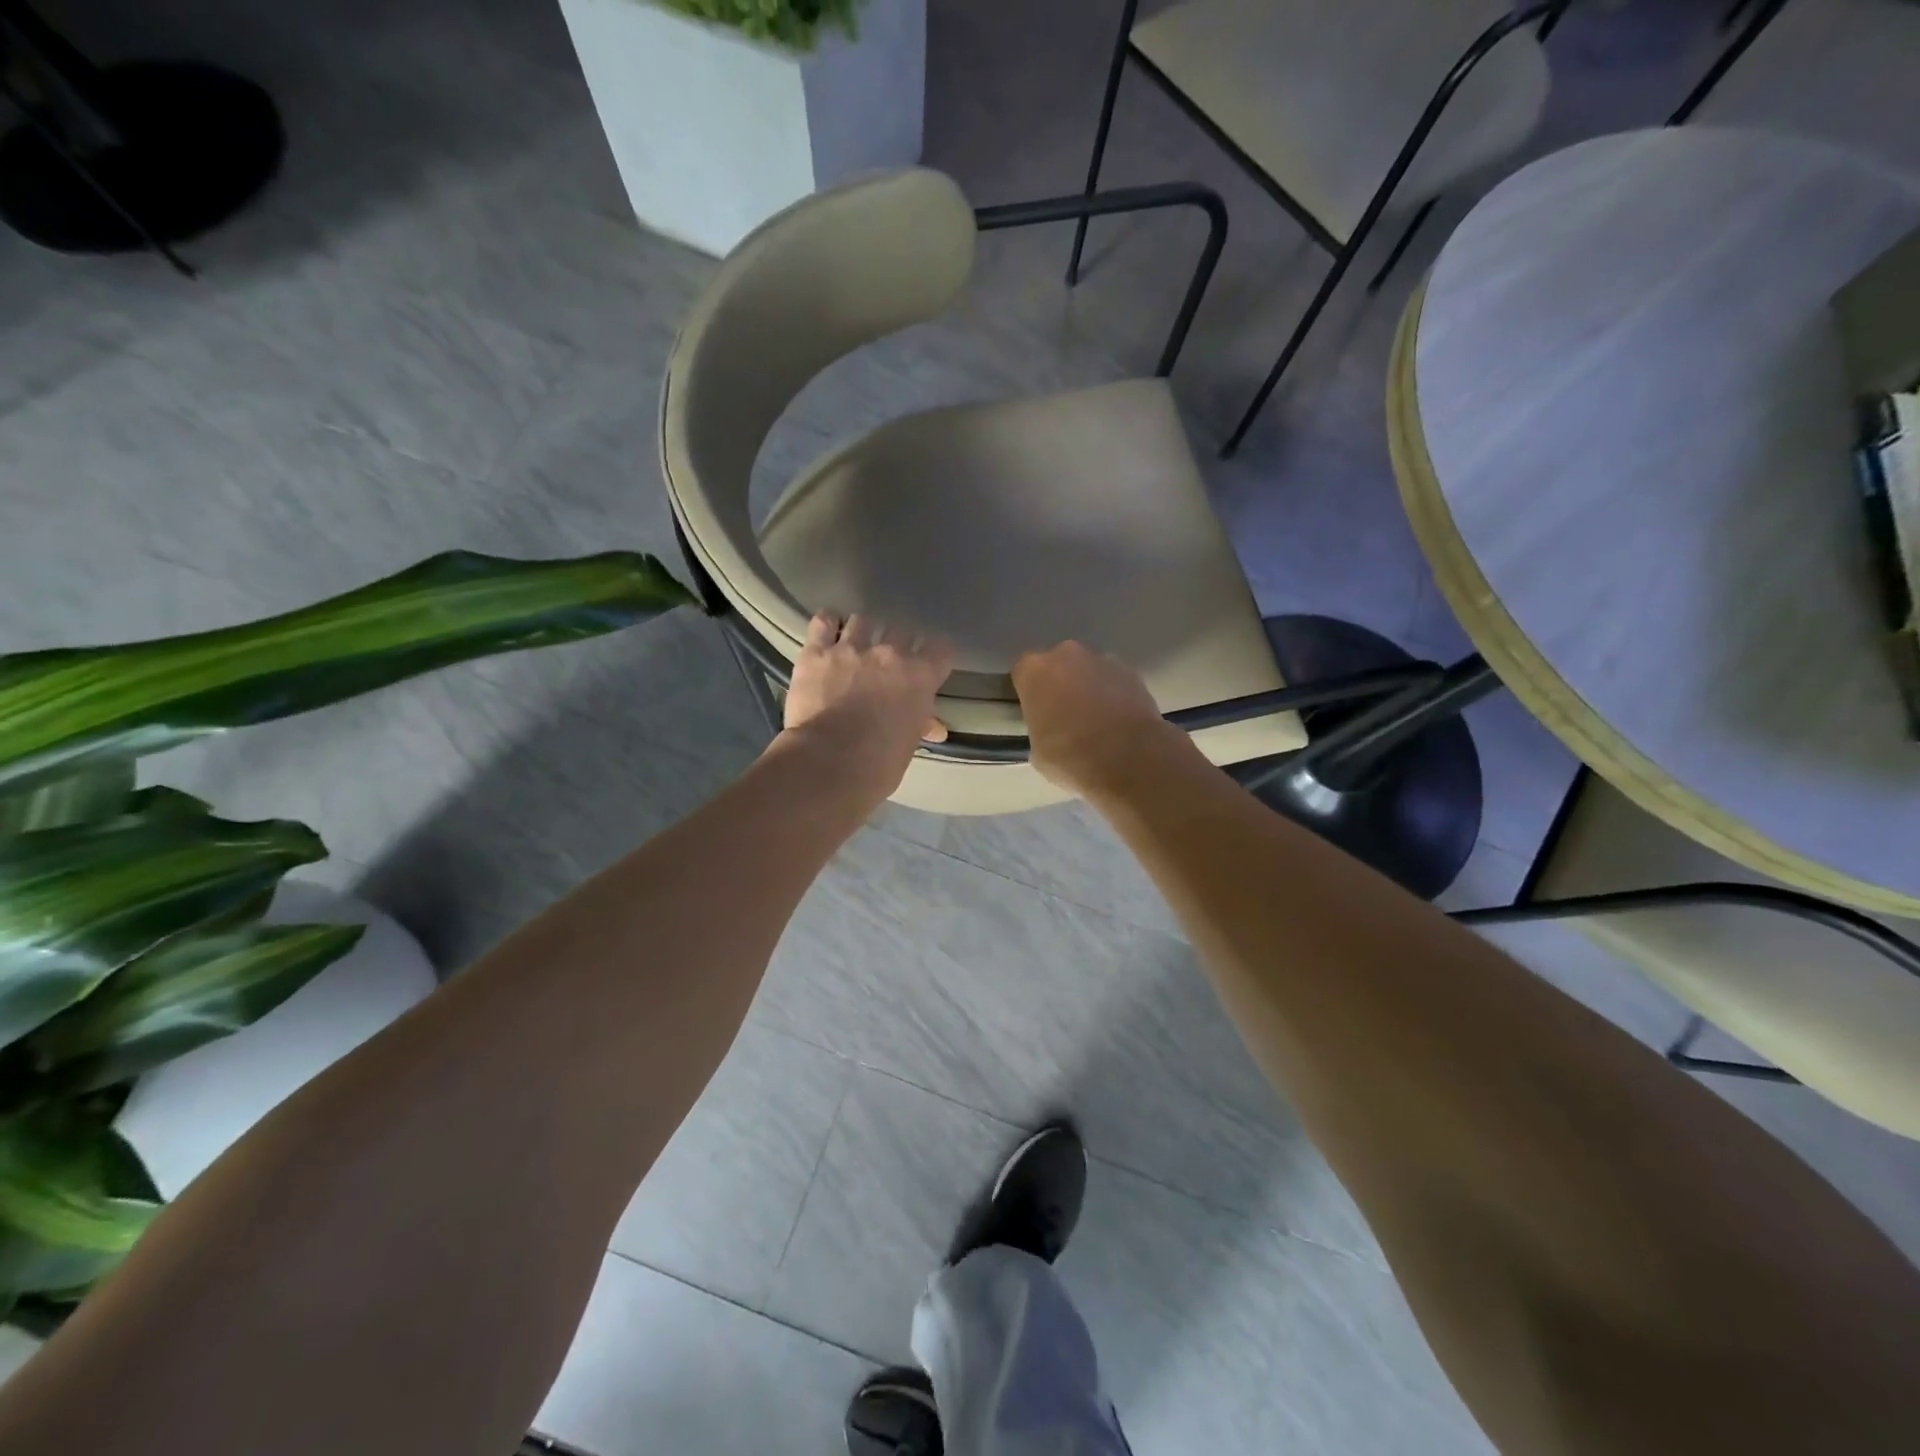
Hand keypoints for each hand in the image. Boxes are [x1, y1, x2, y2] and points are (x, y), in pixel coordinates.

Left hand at [778, 612, 953, 802]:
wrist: (830, 762)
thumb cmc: (879, 763)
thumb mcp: (908, 745)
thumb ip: (920, 726)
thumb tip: (935, 729)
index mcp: (920, 676)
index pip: (941, 648)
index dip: (935, 655)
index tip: (929, 664)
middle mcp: (889, 653)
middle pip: (902, 629)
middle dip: (897, 642)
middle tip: (887, 661)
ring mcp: (851, 648)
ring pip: (863, 620)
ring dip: (862, 631)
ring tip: (855, 645)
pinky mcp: (816, 652)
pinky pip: (823, 621)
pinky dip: (827, 624)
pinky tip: (827, 633)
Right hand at [1012, 642, 1184, 797]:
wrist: (1129, 759)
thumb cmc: (1071, 757)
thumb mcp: (1037, 751)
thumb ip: (1039, 728)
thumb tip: (1050, 729)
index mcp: (1035, 670)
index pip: (1022, 671)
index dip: (1028, 691)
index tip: (1034, 711)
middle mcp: (1067, 655)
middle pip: (1057, 665)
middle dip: (1059, 684)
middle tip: (1063, 714)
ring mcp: (1103, 660)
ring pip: (1087, 670)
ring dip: (1088, 687)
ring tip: (1095, 720)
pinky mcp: (1132, 673)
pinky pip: (1114, 681)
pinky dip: (1113, 695)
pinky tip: (1117, 721)